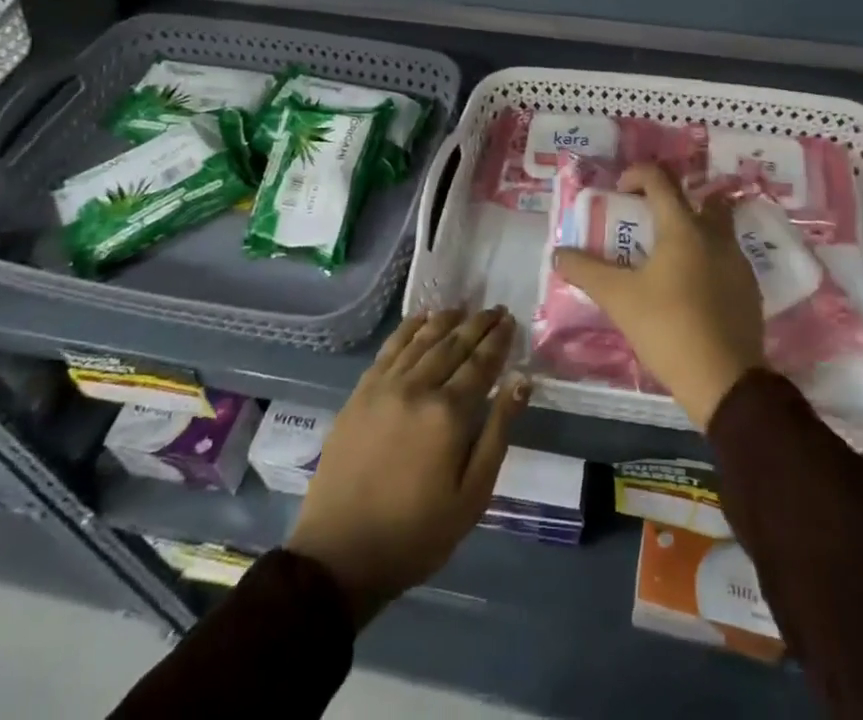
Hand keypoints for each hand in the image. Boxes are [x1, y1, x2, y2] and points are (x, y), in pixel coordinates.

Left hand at [285, 307, 527, 625]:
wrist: (340, 554)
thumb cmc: (416, 533)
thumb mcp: (472, 495)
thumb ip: (498, 431)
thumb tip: (522, 381)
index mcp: (449, 413)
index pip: (481, 363)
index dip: (498, 340)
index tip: (511, 321)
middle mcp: (418, 387)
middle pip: (454, 343)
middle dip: (478, 324)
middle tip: (495, 309)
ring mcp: (386, 385)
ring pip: (423, 339)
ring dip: (447, 319)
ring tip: (464, 308)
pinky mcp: (361, 391)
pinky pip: (390, 347)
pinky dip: (410, 328)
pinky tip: (422, 318)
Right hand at [553, 163, 764, 427]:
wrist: (725, 382)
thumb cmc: (668, 328)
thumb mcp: (618, 298)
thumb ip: (585, 271)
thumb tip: (558, 253)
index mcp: (684, 227)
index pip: (660, 179)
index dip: (636, 175)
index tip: (619, 193)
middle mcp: (716, 234)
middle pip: (699, 198)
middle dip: (673, 202)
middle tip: (648, 223)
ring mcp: (738, 261)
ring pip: (716, 229)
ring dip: (692, 231)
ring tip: (665, 259)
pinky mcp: (749, 289)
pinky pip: (725, 258)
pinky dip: (707, 260)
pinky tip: (689, 289)